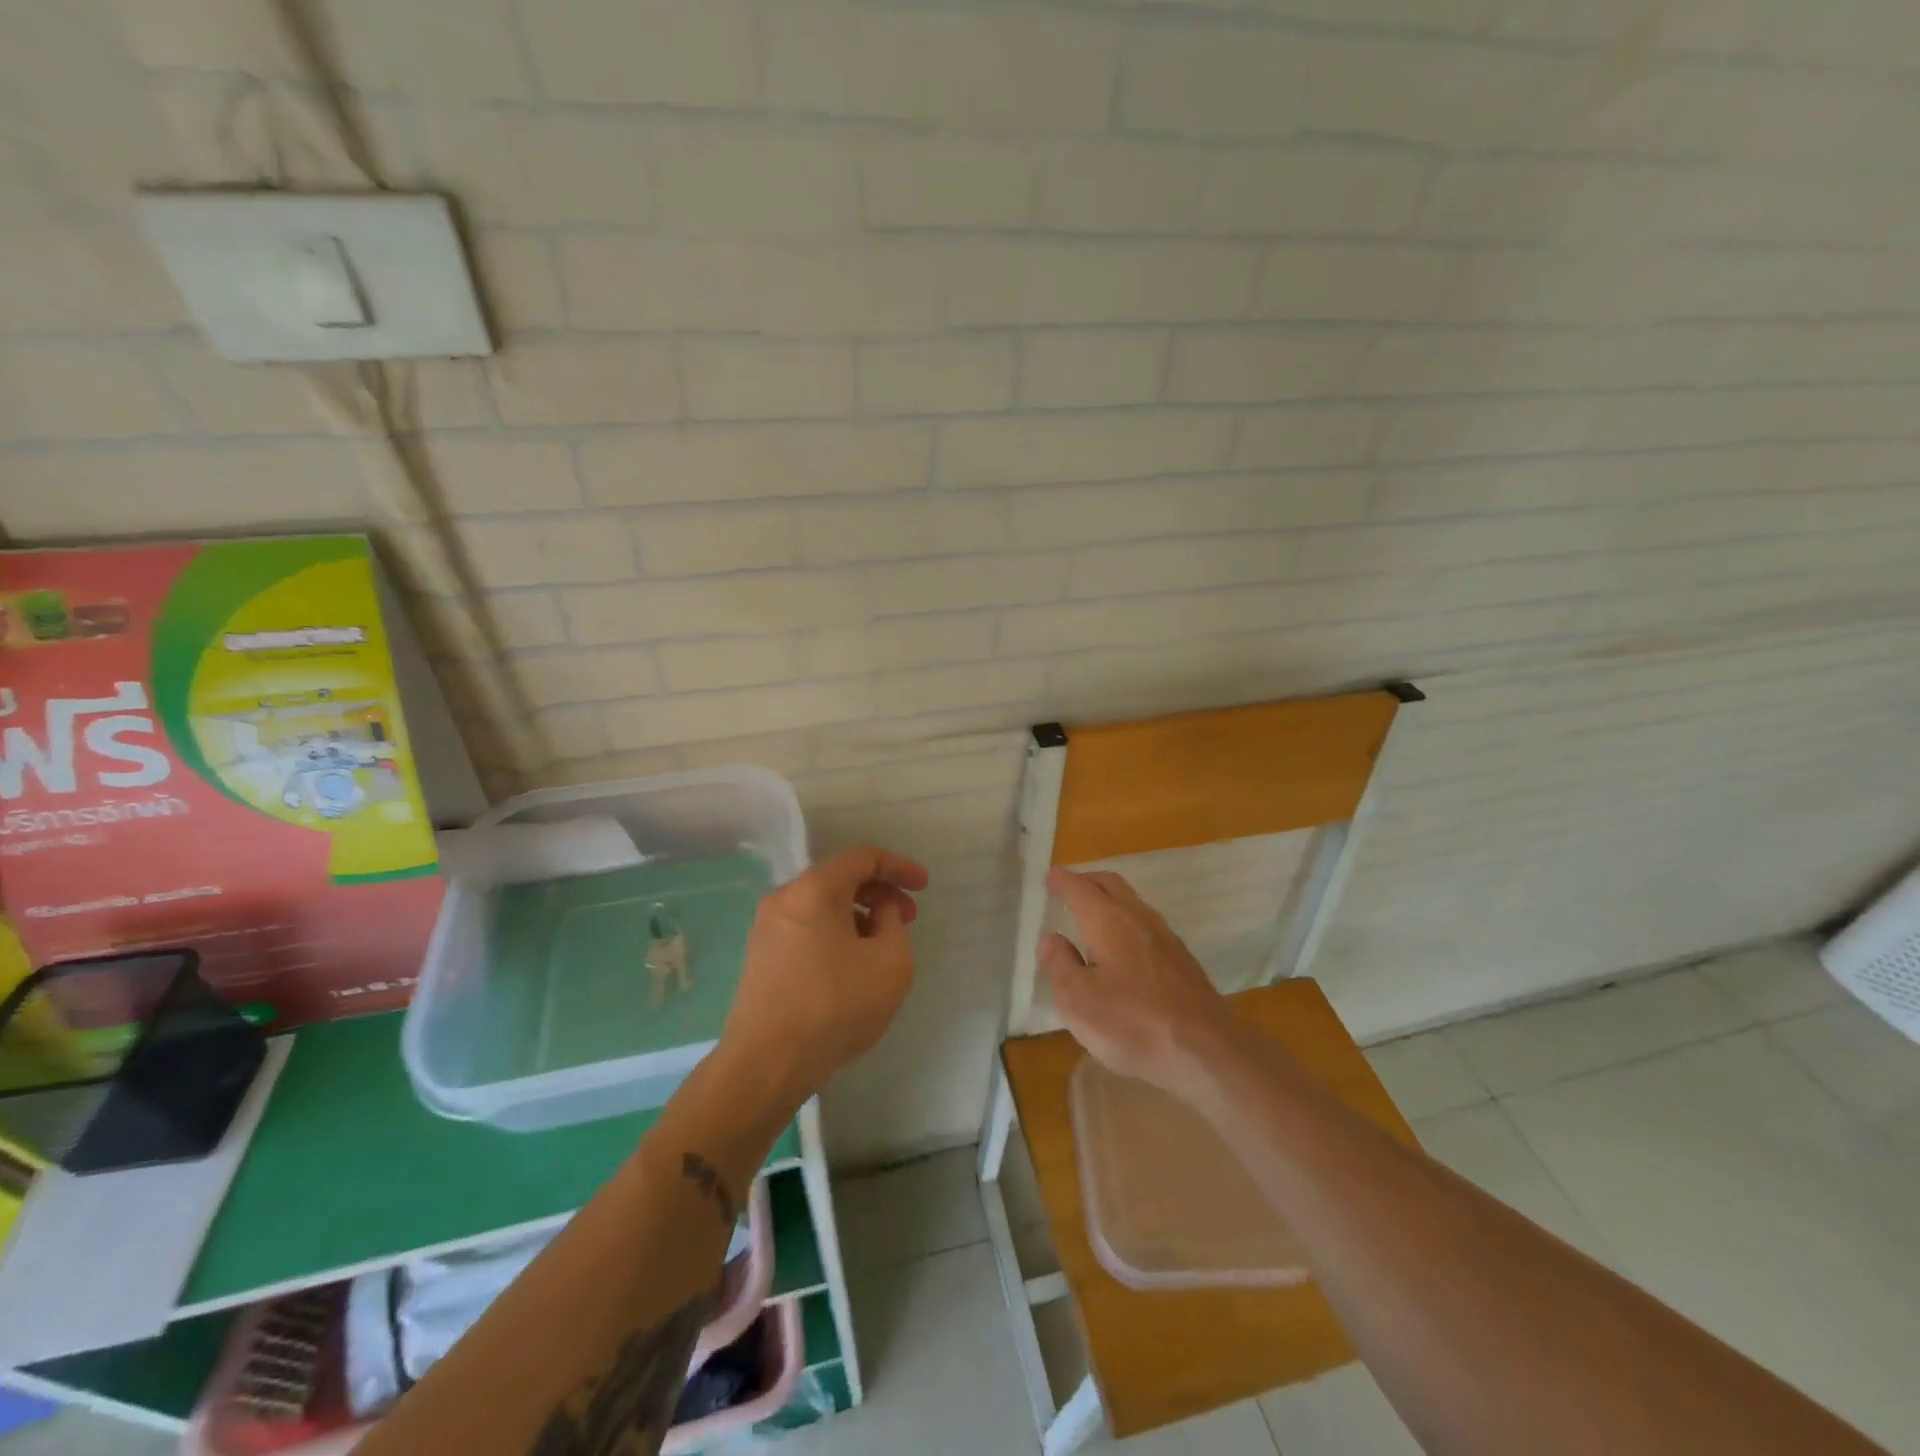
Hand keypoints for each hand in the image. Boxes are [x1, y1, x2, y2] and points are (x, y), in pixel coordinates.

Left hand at [716, 845, 927, 1112]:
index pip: (863, 858)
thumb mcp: (890, 962)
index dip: (899, 867)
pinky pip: (807, 928)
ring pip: (822, 906)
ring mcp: (767, 928)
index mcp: (815, 889)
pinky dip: (835, 933)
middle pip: (840, 878)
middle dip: (880, 893)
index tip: (923, 887)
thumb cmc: (835, 1006)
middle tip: (907, 919)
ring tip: (882, 947)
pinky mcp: (761, 957)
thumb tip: (881, 911)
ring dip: (858, 915)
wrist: (766, 1064)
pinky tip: (852, 966)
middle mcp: (785, 898)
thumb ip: (895, 923)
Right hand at [1039, 868, 1237, 1097]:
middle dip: (1088, 881)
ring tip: (1093, 915)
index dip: (1062, 881)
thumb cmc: (1131, 1023)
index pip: (1080, 889)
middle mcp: (1138, 918)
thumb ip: (1060, 965)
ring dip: (1110, 900)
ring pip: (1133, 903)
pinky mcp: (1183, 961)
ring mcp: (1166, 938)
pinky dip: (1127, 922)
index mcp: (1108, 921)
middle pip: (1111, 885)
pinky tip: (1124, 948)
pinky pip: (1147, 926)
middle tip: (1070, 887)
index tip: (1050, 877)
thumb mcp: (1077, 1000)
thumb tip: (1053, 940)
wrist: (1205, 1050)